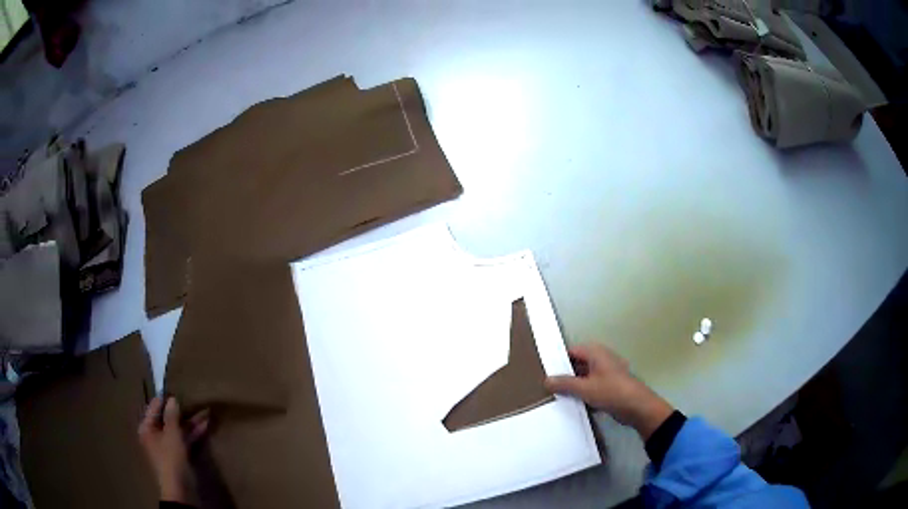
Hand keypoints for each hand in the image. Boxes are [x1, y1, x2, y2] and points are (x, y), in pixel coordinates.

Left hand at [138, 396, 209, 503]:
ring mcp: (167, 445)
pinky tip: (205, 425)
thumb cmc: (170, 458)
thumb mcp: (171, 435)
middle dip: (181, 411)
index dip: (164, 399)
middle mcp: (155, 435)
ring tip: (205, 411)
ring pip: (178, 429)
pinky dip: (193, 433)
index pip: (154, 407)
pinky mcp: (178, 455)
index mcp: (147, 428)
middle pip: (167, 418)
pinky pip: (184, 439)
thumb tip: (172, 398)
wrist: (180, 489)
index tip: (176, 389)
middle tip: (193, 400)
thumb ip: (171, 416)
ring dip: (190, 422)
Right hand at [545, 343, 673, 439]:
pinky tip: (573, 405)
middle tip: (546, 386)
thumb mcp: (584, 388)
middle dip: (564, 375)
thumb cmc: (611, 392)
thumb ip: (564, 383)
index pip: (571, 351)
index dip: (558, 360)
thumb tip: (546, 379)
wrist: (637, 407)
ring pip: (584, 377)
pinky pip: (591, 387)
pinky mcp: (610, 387)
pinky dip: (583, 393)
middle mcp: (601, 359)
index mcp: (596, 353)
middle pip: (577, 364)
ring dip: (573, 386)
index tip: (543, 371)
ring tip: (555, 397)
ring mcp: (606, 373)